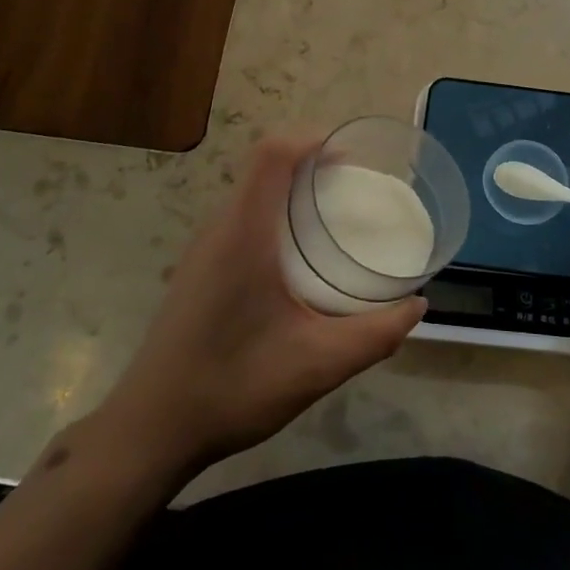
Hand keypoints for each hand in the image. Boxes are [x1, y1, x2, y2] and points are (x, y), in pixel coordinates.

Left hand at [91, 133, 424, 479]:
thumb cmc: (234, 386)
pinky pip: (241, 221)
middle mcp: (219, 229)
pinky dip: (275, 216)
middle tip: (357, 189)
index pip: (273, 153)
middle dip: (312, 164)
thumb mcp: (318, 364)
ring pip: (251, 195)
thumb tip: (418, 305)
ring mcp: (202, 250)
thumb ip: (375, 334)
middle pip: (264, 168)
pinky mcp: (198, 271)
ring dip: (292, 191)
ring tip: (335, 218)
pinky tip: (299, 260)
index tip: (353, 156)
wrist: (151, 430)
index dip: (313, 139)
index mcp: (244, 233)